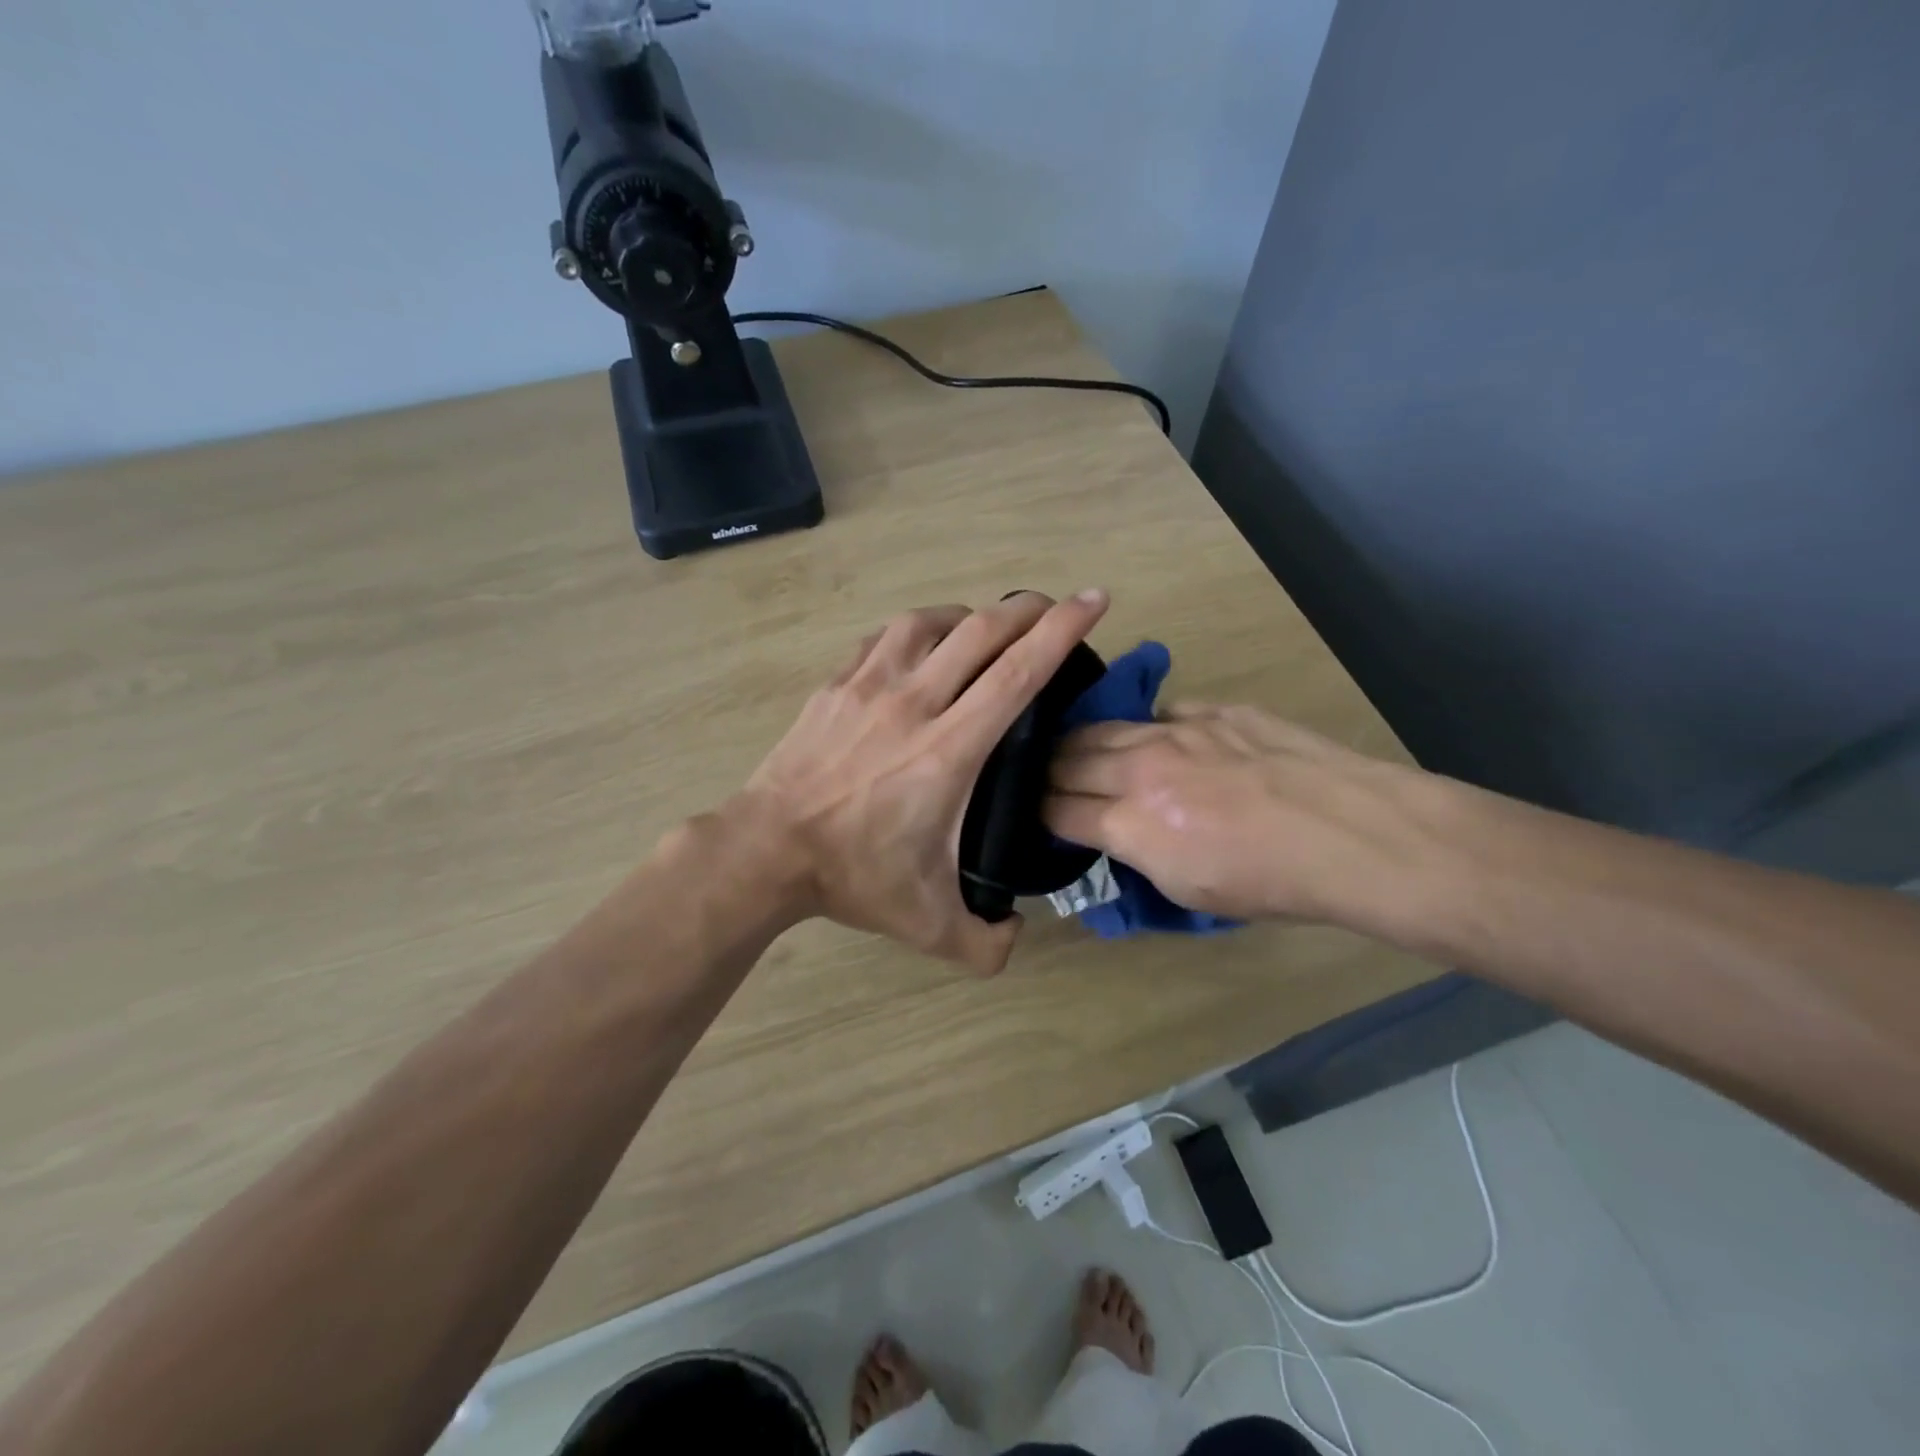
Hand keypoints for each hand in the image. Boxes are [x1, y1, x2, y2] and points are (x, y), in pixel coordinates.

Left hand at [739, 589, 1110, 973]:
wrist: (766, 850)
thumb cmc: (852, 877)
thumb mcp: (929, 926)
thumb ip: (985, 945)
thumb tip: (1016, 934)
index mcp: (949, 750)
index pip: (1017, 674)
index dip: (1062, 631)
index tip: (1093, 600)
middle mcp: (914, 703)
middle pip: (981, 632)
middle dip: (1027, 610)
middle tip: (1051, 607)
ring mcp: (869, 686)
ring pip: (931, 623)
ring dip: (970, 616)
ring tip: (986, 628)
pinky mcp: (836, 684)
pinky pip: (886, 638)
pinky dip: (918, 630)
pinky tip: (924, 644)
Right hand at [1044, 703, 1452, 926]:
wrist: (1350, 833)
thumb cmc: (1270, 882)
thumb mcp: (1187, 890)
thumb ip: (1138, 853)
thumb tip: (1117, 832)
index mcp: (1131, 823)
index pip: (1057, 810)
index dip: (1038, 813)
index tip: (1035, 814)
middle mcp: (1140, 768)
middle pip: (1066, 759)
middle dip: (1045, 773)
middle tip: (1044, 780)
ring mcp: (1177, 730)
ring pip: (1103, 727)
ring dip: (1081, 743)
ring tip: (1077, 751)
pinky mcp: (1213, 710)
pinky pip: (1159, 714)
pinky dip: (1143, 730)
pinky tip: (1152, 740)